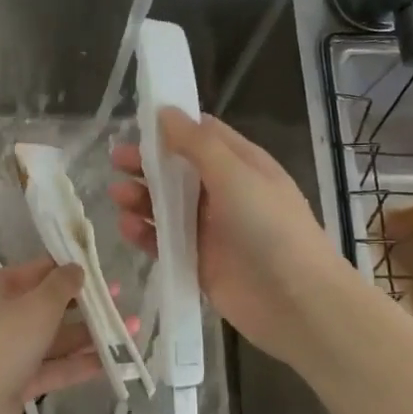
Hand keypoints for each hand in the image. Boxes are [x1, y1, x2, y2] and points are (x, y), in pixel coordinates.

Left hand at [0, 256, 128, 413]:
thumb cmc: (4, 341)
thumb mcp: (38, 304)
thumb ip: (62, 284)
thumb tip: (76, 267)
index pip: (37, 270)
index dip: (70, 268)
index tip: (101, 270)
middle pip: (48, 305)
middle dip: (86, 304)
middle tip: (121, 298)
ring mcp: (8, 351)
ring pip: (54, 338)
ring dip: (90, 334)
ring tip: (132, 329)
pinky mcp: (17, 382)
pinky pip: (53, 367)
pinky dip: (79, 363)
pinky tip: (113, 361)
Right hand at [109, 107, 346, 364]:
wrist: (296, 302)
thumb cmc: (270, 227)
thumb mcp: (235, 174)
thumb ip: (197, 143)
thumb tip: (165, 111)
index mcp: (241, 165)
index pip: (202, 135)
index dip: (171, 127)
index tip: (137, 124)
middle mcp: (225, 193)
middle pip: (178, 170)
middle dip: (147, 163)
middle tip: (116, 160)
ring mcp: (210, 229)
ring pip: (166, 206)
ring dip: (141, 197)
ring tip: (118, 196)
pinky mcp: (197, 262)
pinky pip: (164, 242)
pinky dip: (145, 233)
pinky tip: (128, 228)